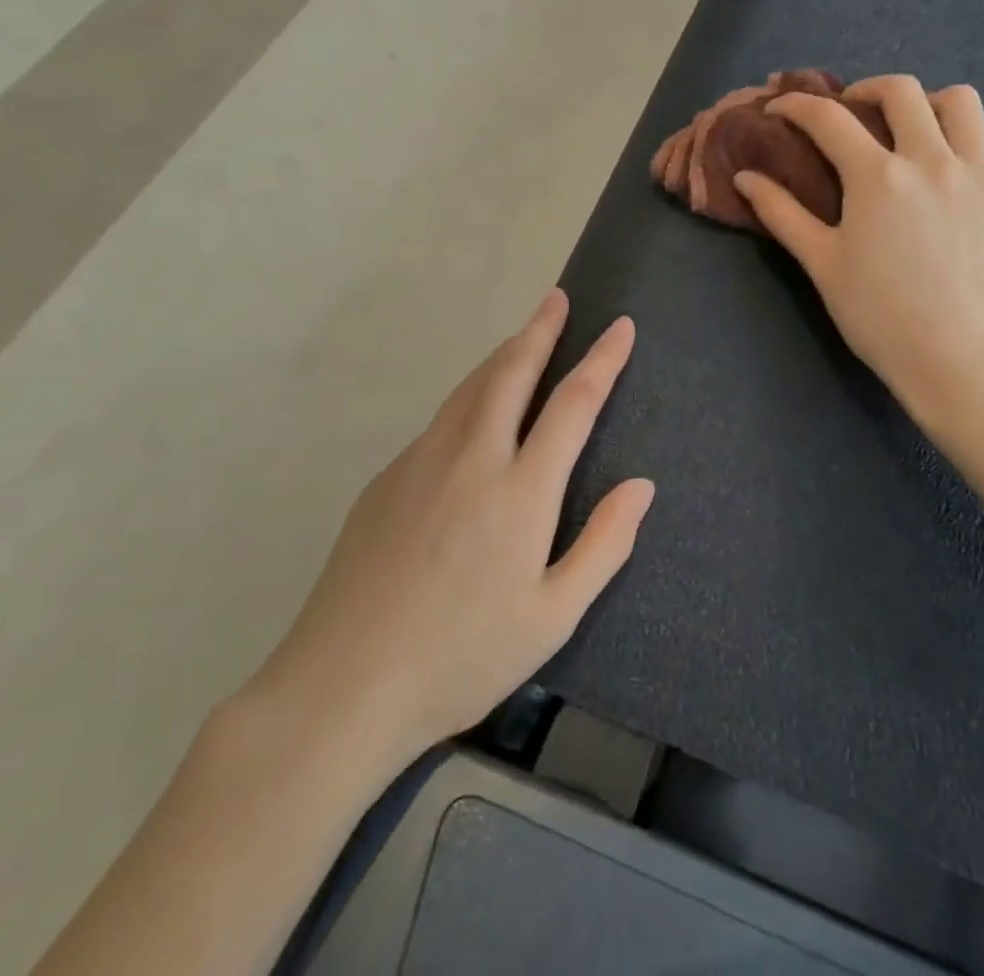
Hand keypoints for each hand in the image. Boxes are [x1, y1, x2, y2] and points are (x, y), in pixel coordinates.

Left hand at [245, 290, 652, 772]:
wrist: (343, 684)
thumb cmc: (462, 657)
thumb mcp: (553, 616)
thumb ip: (605, 544)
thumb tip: (641, 485)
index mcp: (521, 490)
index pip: (573, 403)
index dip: (602, 360)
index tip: (621, 327)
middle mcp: (472, 456)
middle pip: (512, 371)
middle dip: (541, 329)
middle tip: (559, 299)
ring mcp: (422, 461)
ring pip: (471, 387)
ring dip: (503, 354)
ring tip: (525, 337)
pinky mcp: (386, 477)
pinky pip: (441, 419)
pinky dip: (470, 395)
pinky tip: (475, 413)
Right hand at [733, 74, 983, 429]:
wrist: (955, 361)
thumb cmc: (877, 315)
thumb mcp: (821, 264)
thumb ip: (782, 214)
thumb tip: (745, 176)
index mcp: (877, 176)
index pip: (828, 119)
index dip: (797, 105)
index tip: (781, 107)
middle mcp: (932, 161)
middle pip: (902, 91)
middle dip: (867, 90)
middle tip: (853, 112)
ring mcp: (982, 177)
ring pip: (964, 104)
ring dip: (932, 106)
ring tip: (917, 131)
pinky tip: (969, 171)